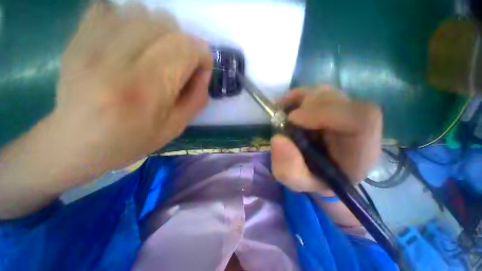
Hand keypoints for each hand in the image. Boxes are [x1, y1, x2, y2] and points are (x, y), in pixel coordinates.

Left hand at [53, 3, 212, 184]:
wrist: (77, 142)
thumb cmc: (132, 139)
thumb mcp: (176, 126)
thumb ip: (197, 98)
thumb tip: (204, 72)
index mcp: (146, 89)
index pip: (186, 48)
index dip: (202, 55)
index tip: (200, 69)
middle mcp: (117, 59)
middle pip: (165, 23)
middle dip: (182, 43)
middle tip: (177, 64)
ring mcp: (91, 42)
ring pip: (141, 10)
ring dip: (157, 30)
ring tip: (153, 53)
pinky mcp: (78, 37)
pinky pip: (110, 7)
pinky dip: (128, 20)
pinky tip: (127, 42)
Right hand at [270, 86, 381, 194]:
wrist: (321, 169)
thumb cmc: (314, 178)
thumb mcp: (298, 182)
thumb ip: (288, 169)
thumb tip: (278, 139)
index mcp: (360, 149)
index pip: (361, 119)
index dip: (325, 113)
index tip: (292, 119)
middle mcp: (356, 125)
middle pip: (338, 100)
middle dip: (305, 106)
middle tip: (283, 119)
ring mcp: (344, 110)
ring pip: (324, 93)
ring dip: (298, 100)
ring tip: (282, 113)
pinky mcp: (331, 104)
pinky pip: (314, 91)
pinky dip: (296, 96)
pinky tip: (285, 106)